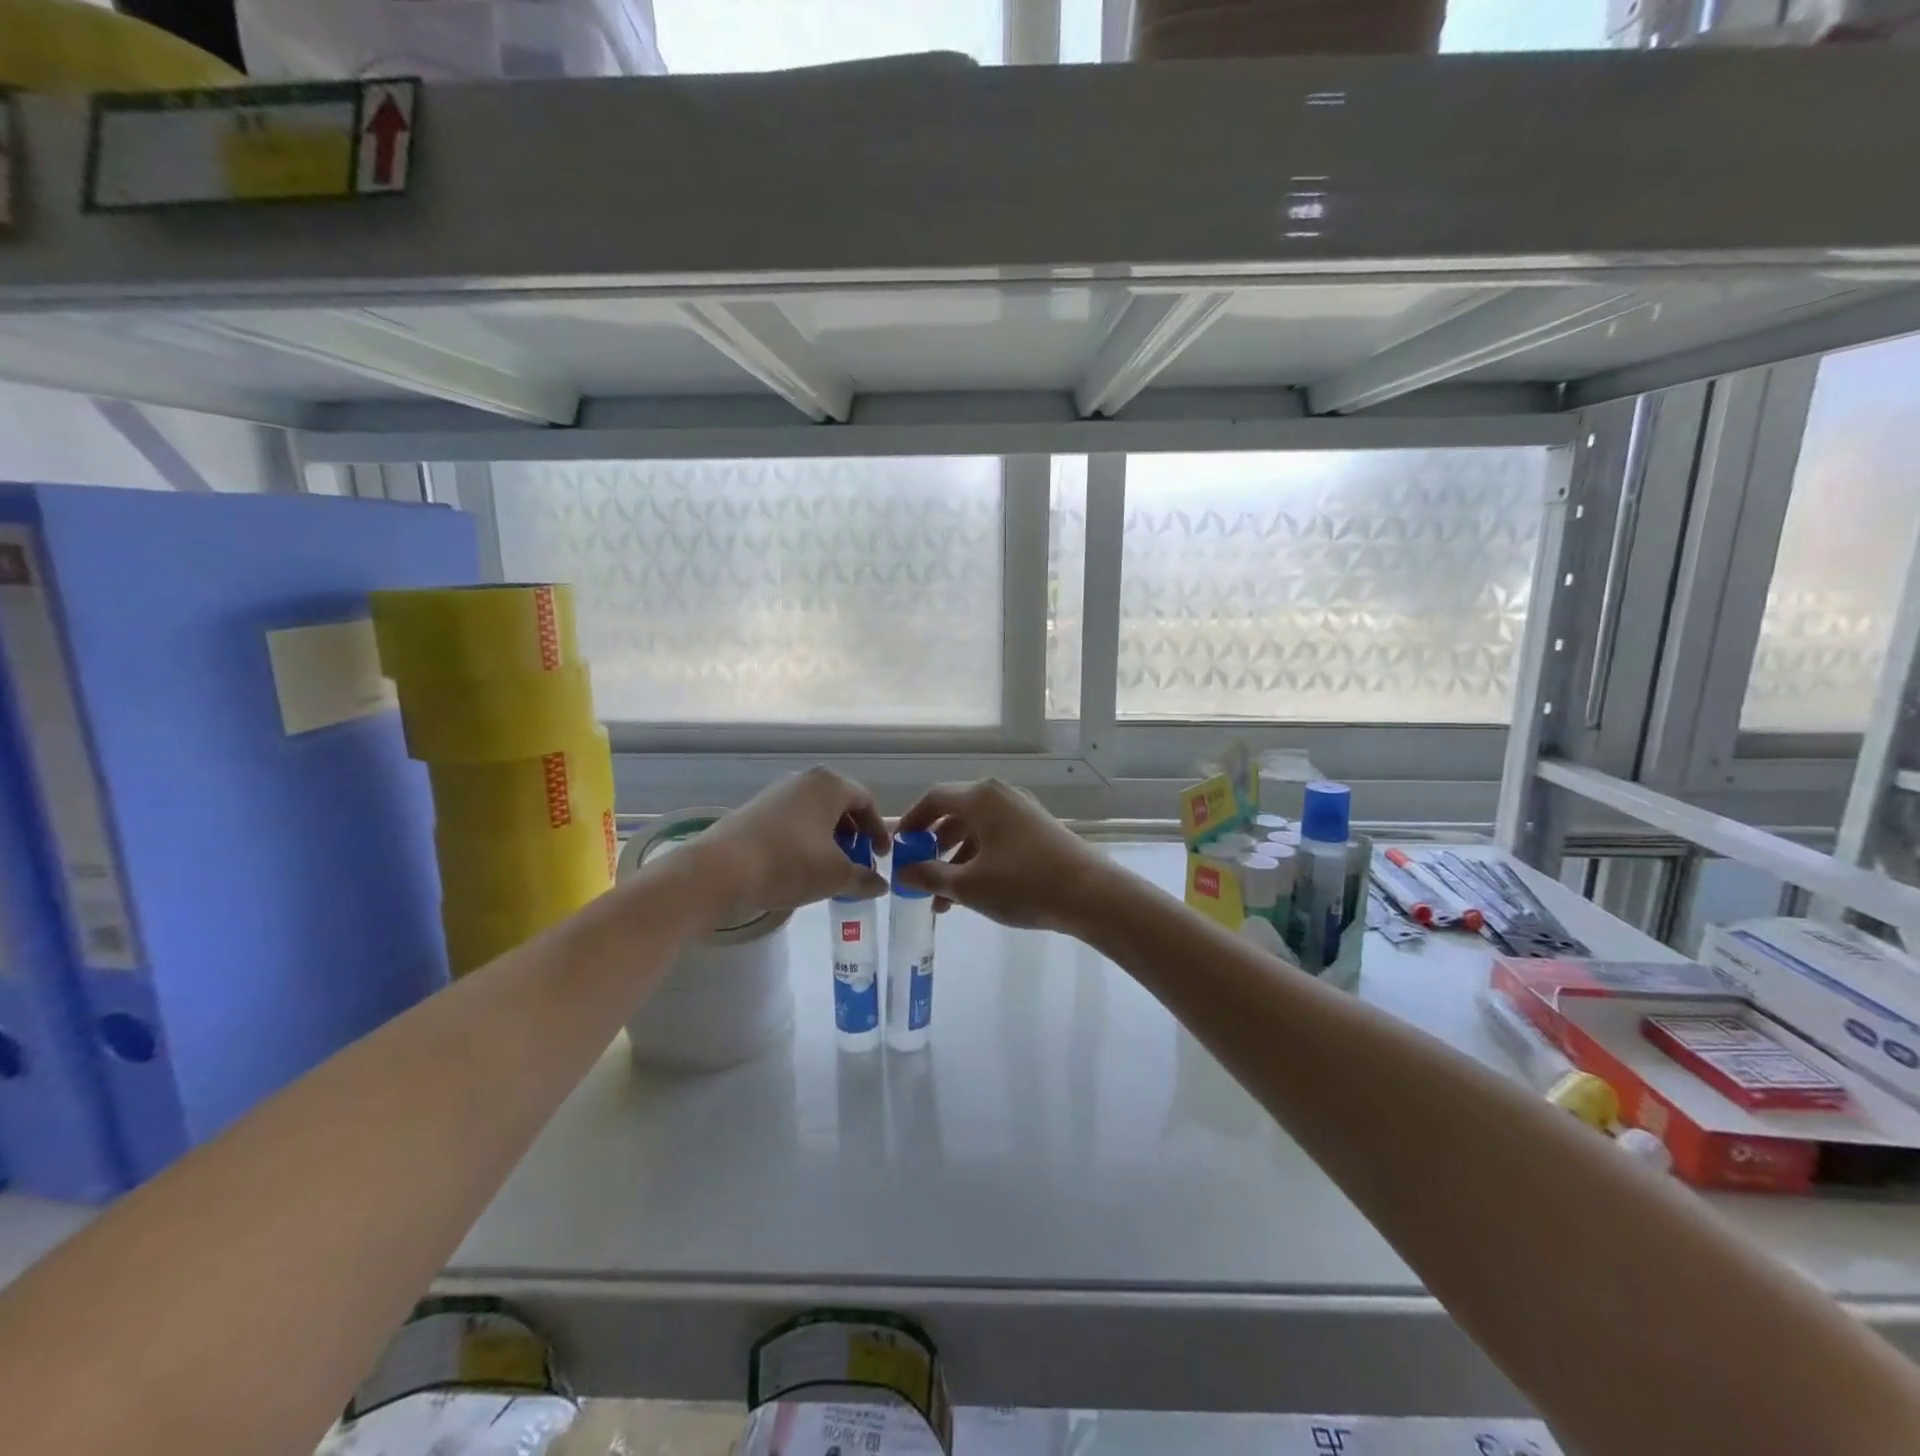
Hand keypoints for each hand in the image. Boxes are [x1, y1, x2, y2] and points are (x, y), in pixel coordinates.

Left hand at [692, 768, 890, 912]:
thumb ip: (864, 878)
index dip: (878, 830)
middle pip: (839, 805)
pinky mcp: (754, 811)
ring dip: (828, 840)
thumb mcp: (836, 876)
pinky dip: (804, 841)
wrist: (720, 870)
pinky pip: (792, 822)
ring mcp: (775, 793)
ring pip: (814, 814)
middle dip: (853, 835)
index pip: (866, 800)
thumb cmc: (790, 864)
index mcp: (830, 785)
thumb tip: (880, 884)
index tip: (881, 856)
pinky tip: (800, 868)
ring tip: (829, 869)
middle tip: (857, 863)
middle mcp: (803, 780)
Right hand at [894, 779, 1111, 932]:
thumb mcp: (969, 885)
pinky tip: (971, 895)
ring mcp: (1022, 813)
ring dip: (955, 860)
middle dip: (933, 845)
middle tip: (918, 872)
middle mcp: (1001, 796)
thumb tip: (903, 873)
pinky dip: (979, 861)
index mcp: (981, 797)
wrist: (1090, 894)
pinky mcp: (1038, 832)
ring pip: (977, 831)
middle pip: (955, 814)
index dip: (911, 821)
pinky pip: (997, 840)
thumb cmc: (1023, 884)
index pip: (934, 798)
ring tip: (942, 899)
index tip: (898, 847)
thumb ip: (931, 876)